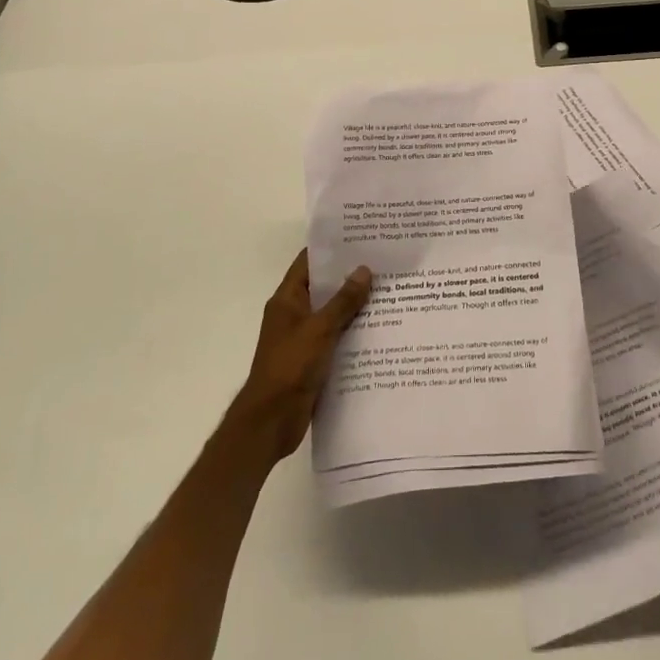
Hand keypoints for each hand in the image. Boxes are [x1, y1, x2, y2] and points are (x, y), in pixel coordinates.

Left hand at [225, 250, 372, 464]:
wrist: (271, 421)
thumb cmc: (290, 367)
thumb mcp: (320, 329)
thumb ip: (343, 301)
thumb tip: (364, 269)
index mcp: (287, 300)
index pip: (309, 262)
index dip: (331, 249)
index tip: (359, 237)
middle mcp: (293, 314)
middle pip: (323, 287)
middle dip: (349, 276)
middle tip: (383, 262)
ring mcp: (302, 338)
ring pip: (332, 313)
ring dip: (354, 305)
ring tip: (388, 290)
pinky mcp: (312, 360)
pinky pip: (335, 337)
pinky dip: (353, 331)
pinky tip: (379, 328)